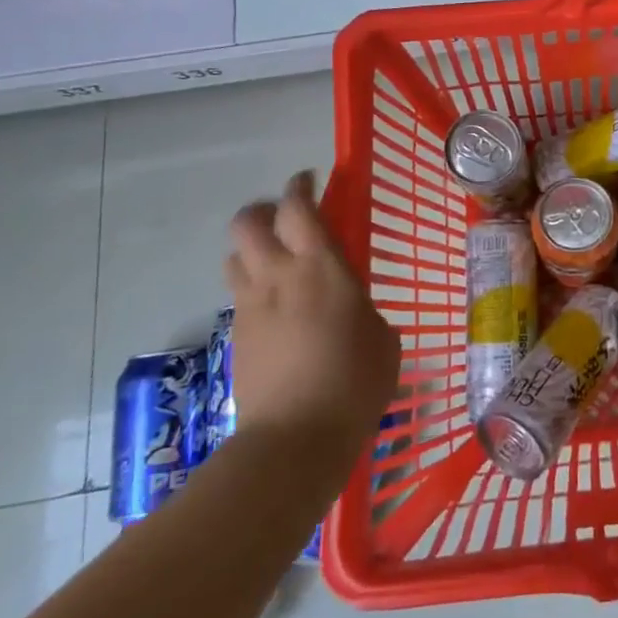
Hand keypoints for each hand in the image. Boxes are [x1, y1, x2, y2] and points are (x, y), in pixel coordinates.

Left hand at [223, 171, 399, 450]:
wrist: (296, 437)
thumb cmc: (355, 381)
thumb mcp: (381, 336)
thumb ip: (363, 307)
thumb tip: (352, 307)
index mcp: (320, 268)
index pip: (298, 208)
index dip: (299, 187)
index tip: (308, 180)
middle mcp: (277, 276)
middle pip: (248, 223)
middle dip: (263, 211)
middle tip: (286, 219)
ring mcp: (250, 307)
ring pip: (235, 257)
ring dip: (253, 250)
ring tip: (277, 264)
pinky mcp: (236, 337)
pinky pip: (239, 295)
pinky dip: (253, 288)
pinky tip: (276, 310)